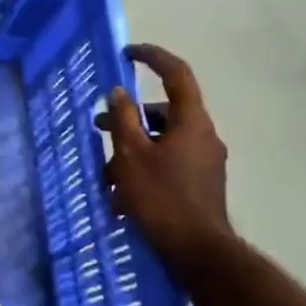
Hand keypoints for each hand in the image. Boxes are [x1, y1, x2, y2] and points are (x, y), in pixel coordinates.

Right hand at [97, 44, 233, 276]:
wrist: (198, 253)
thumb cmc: (161, 198)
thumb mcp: (131, 155)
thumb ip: (123, 119)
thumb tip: (119, 92)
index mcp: (191, 122)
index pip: (176, 75)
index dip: (153, 57)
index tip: (128, 52)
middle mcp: (204, 136)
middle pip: (165, 111)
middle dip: (130, 115)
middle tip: (100, 126)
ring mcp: (205, 161)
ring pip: (164, 139)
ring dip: (134, 145)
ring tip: (106, 170)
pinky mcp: (201, 183)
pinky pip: (170, 161)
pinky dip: (146, 164)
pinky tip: (123, 191)